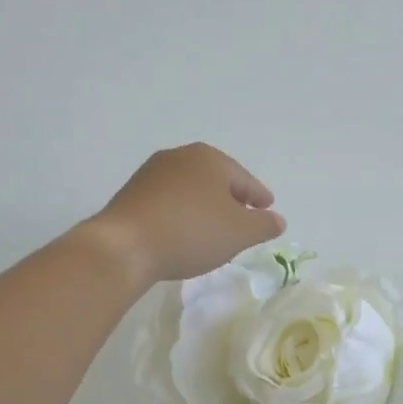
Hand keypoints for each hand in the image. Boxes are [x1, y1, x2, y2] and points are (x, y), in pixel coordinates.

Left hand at [86, 143, 285, 285]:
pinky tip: (183, 234)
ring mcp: (151, 173)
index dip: (259, 196)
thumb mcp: (239, 233)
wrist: (125, 246)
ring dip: (204, 208)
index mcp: (209, 159)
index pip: (244, 179)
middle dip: (231, 199)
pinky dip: (182, 215)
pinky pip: (168, 202)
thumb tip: (278, 219)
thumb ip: (263, 225)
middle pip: (216, 180)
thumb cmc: (191, 232)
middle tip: (243, 220)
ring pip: (190, 190)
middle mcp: (179, 157)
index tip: (268, 209)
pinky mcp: (131, 194)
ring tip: (213, 230)